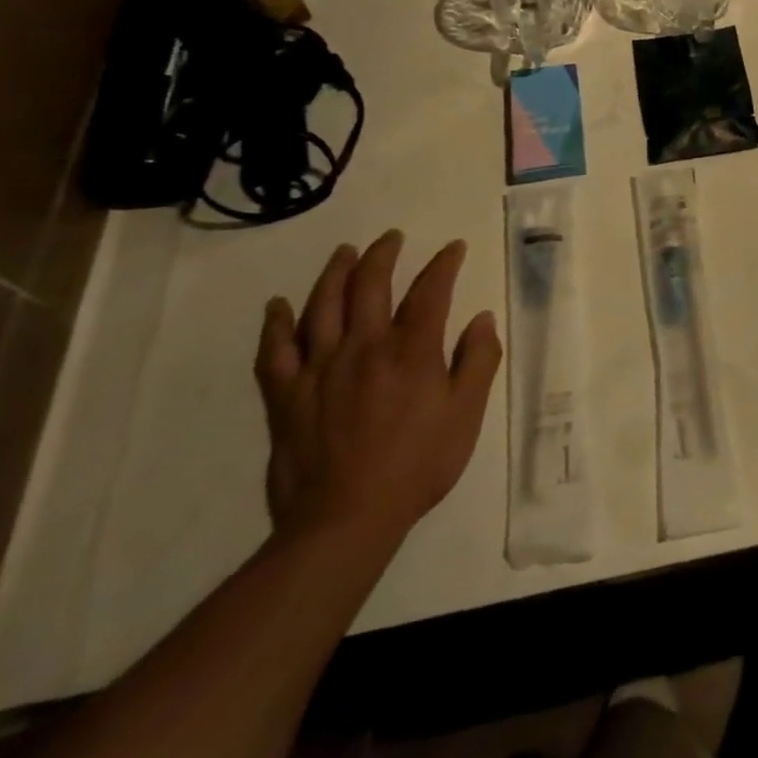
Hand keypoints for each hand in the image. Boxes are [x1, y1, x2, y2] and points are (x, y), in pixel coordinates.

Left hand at [256, 232, 500, 545]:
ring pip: (323, 306)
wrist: (345, 519)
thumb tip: (482, 318)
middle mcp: (364, 347)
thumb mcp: (466, 414)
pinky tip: (278, 305)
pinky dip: (275, 324)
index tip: (453, 248)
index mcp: (411, 351)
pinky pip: (274, 350)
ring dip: (334, 273)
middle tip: (391, 238)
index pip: (431, 291)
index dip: (444, 264)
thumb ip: (478, 361)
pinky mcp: (285, 395)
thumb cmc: (418, 465)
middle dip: (383, 255)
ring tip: (344, 253)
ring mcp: (319, 368)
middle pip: (370, 285)